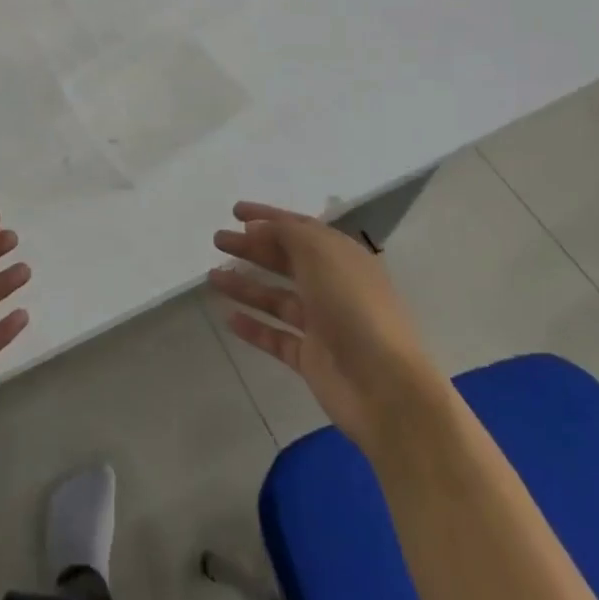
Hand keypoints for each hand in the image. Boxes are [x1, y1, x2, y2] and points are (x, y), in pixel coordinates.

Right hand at [208, 202, 434, 444]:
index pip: (299, 228)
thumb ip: (288, 233)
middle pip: (285, 260)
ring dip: (246, 285)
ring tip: (213, 277)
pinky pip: (276, 337)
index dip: (267, 217)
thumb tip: (261, 228)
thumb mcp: (321, 254)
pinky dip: (254, 327)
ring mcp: (322, 324)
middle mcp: (332, 286)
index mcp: (341, 257)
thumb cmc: (354, 308)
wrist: (385, 388)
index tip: (234, 211)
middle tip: (217, 240)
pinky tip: (228, 318)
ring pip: (277, 298)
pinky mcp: (311, 359)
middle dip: (251, 248)